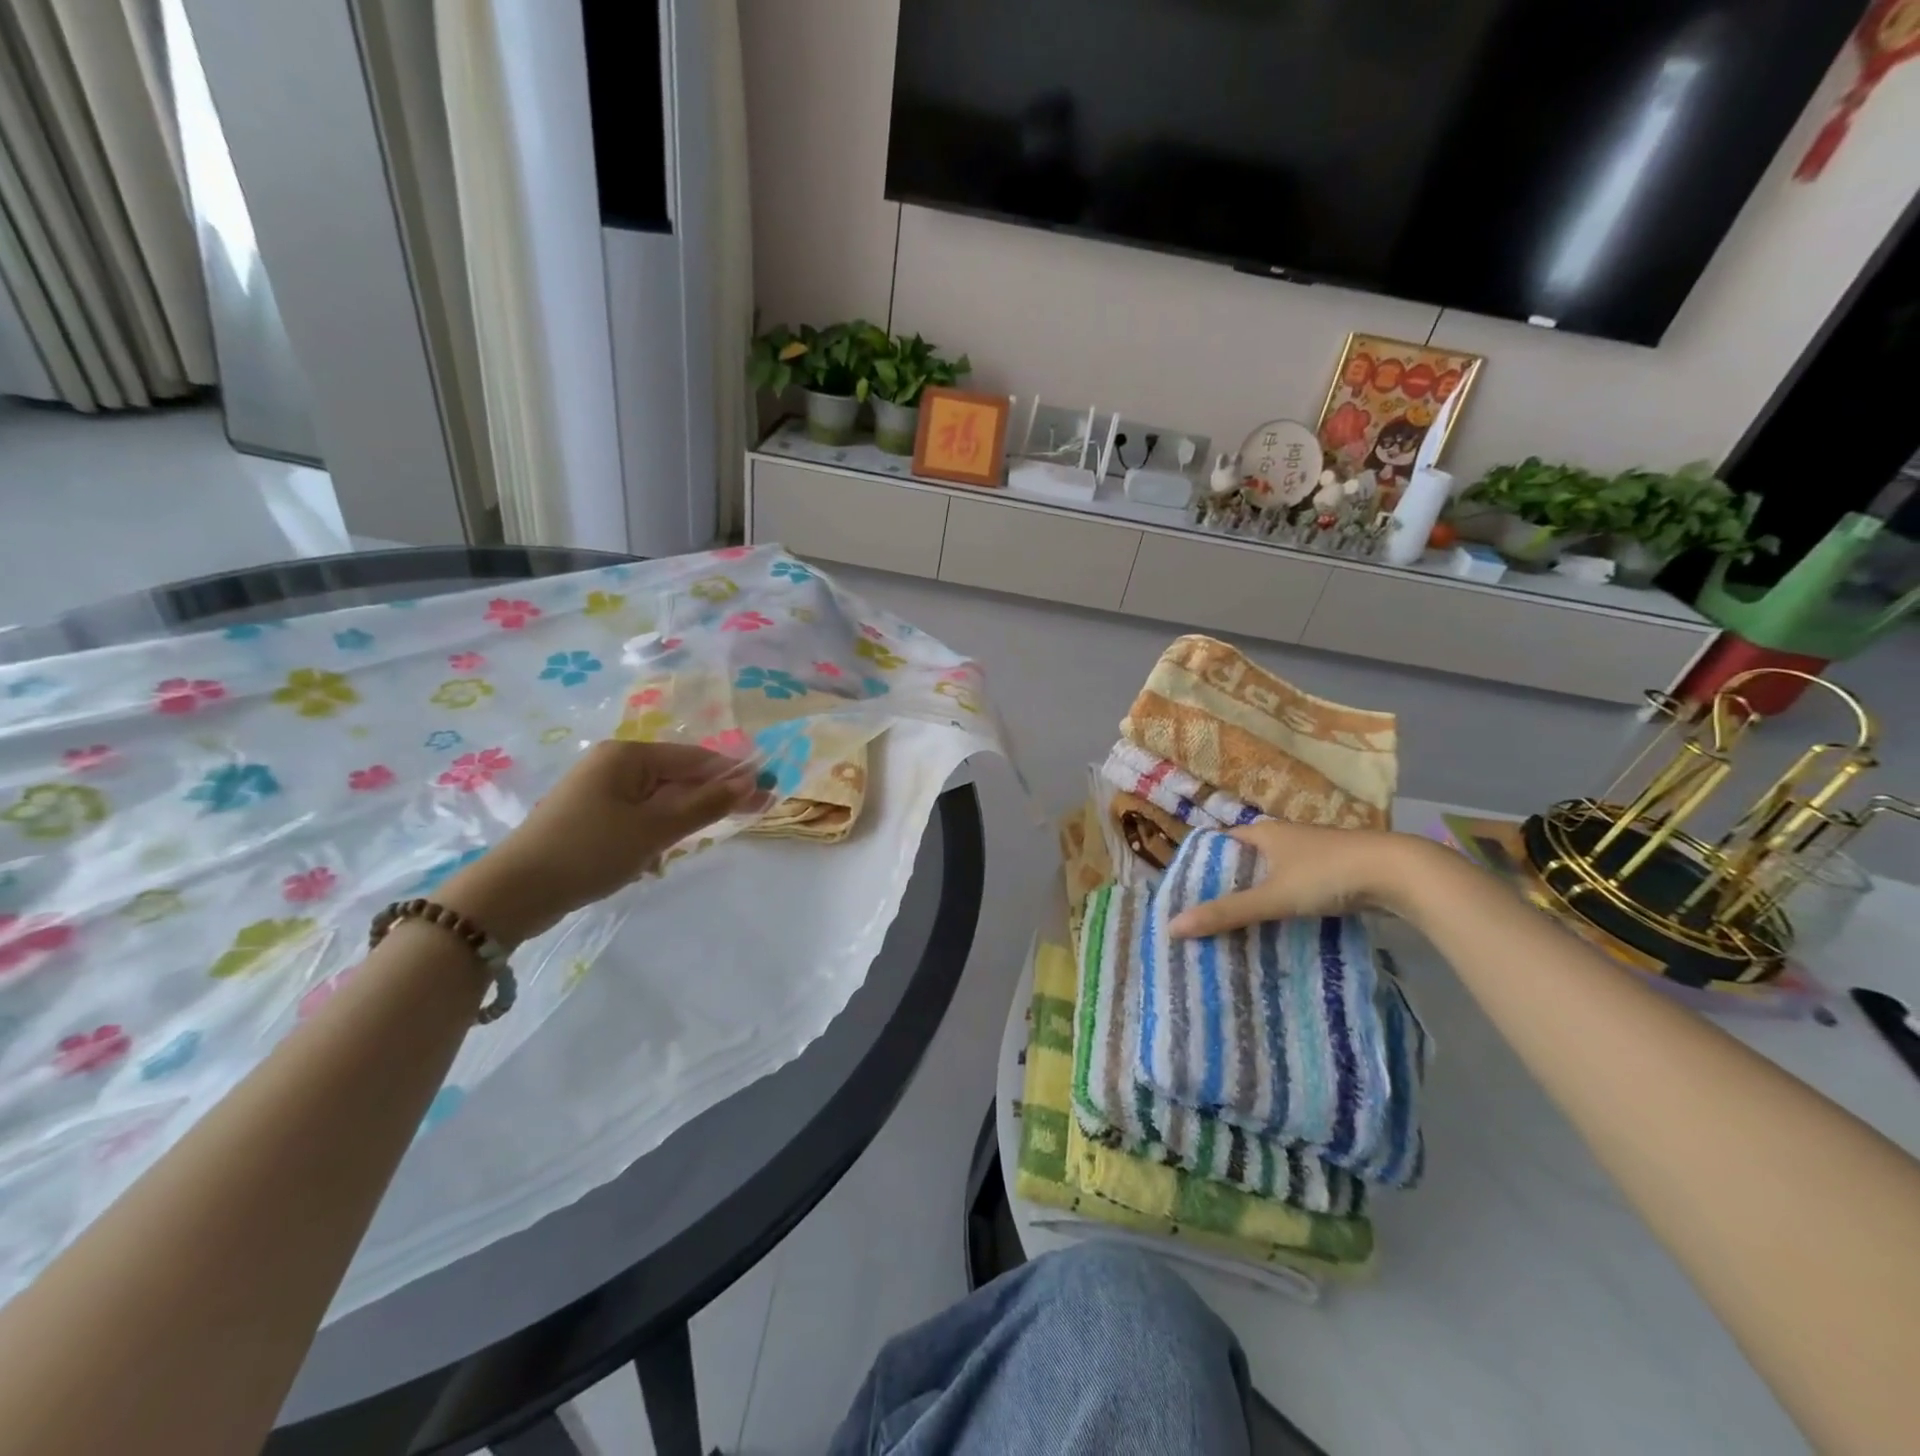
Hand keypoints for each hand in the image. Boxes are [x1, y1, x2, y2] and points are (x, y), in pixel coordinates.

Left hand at [440, 741, 770, 946]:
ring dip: (683, 818)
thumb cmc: (590, 851)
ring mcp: (599, 790)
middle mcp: (613, 764)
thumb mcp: (655, 828)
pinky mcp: (590, 816)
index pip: (695, 758)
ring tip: (699, 841)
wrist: (514, 893)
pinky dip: (657, 831)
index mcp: (627, 755)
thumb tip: (750, 780)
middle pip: (678, 775)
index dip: (733, 774)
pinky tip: (658, 856)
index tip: (768, 791)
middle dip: (711, 797)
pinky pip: (639, 815)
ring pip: (660, 798)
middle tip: (752, 814)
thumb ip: (706, 804)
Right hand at [1166, 821, 1437, 937]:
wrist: (1400, 873)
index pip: (1221, 842)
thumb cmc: (1328, 874)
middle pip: (1246, 860)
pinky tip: (1280, 927)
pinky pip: (1297, 887)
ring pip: (1273, 875)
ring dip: (1257, 896)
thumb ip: (1226, 912)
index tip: (1186, 891)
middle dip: (1228, 884)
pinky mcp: (1335, 873)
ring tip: (1237, 926)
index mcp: (1265, 832)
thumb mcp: (1272, 896)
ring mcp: (1313, 855)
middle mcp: (1285, 837)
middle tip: (1207, 915)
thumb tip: (1172, 927)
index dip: (1202, 863)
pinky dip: (1284, 904)